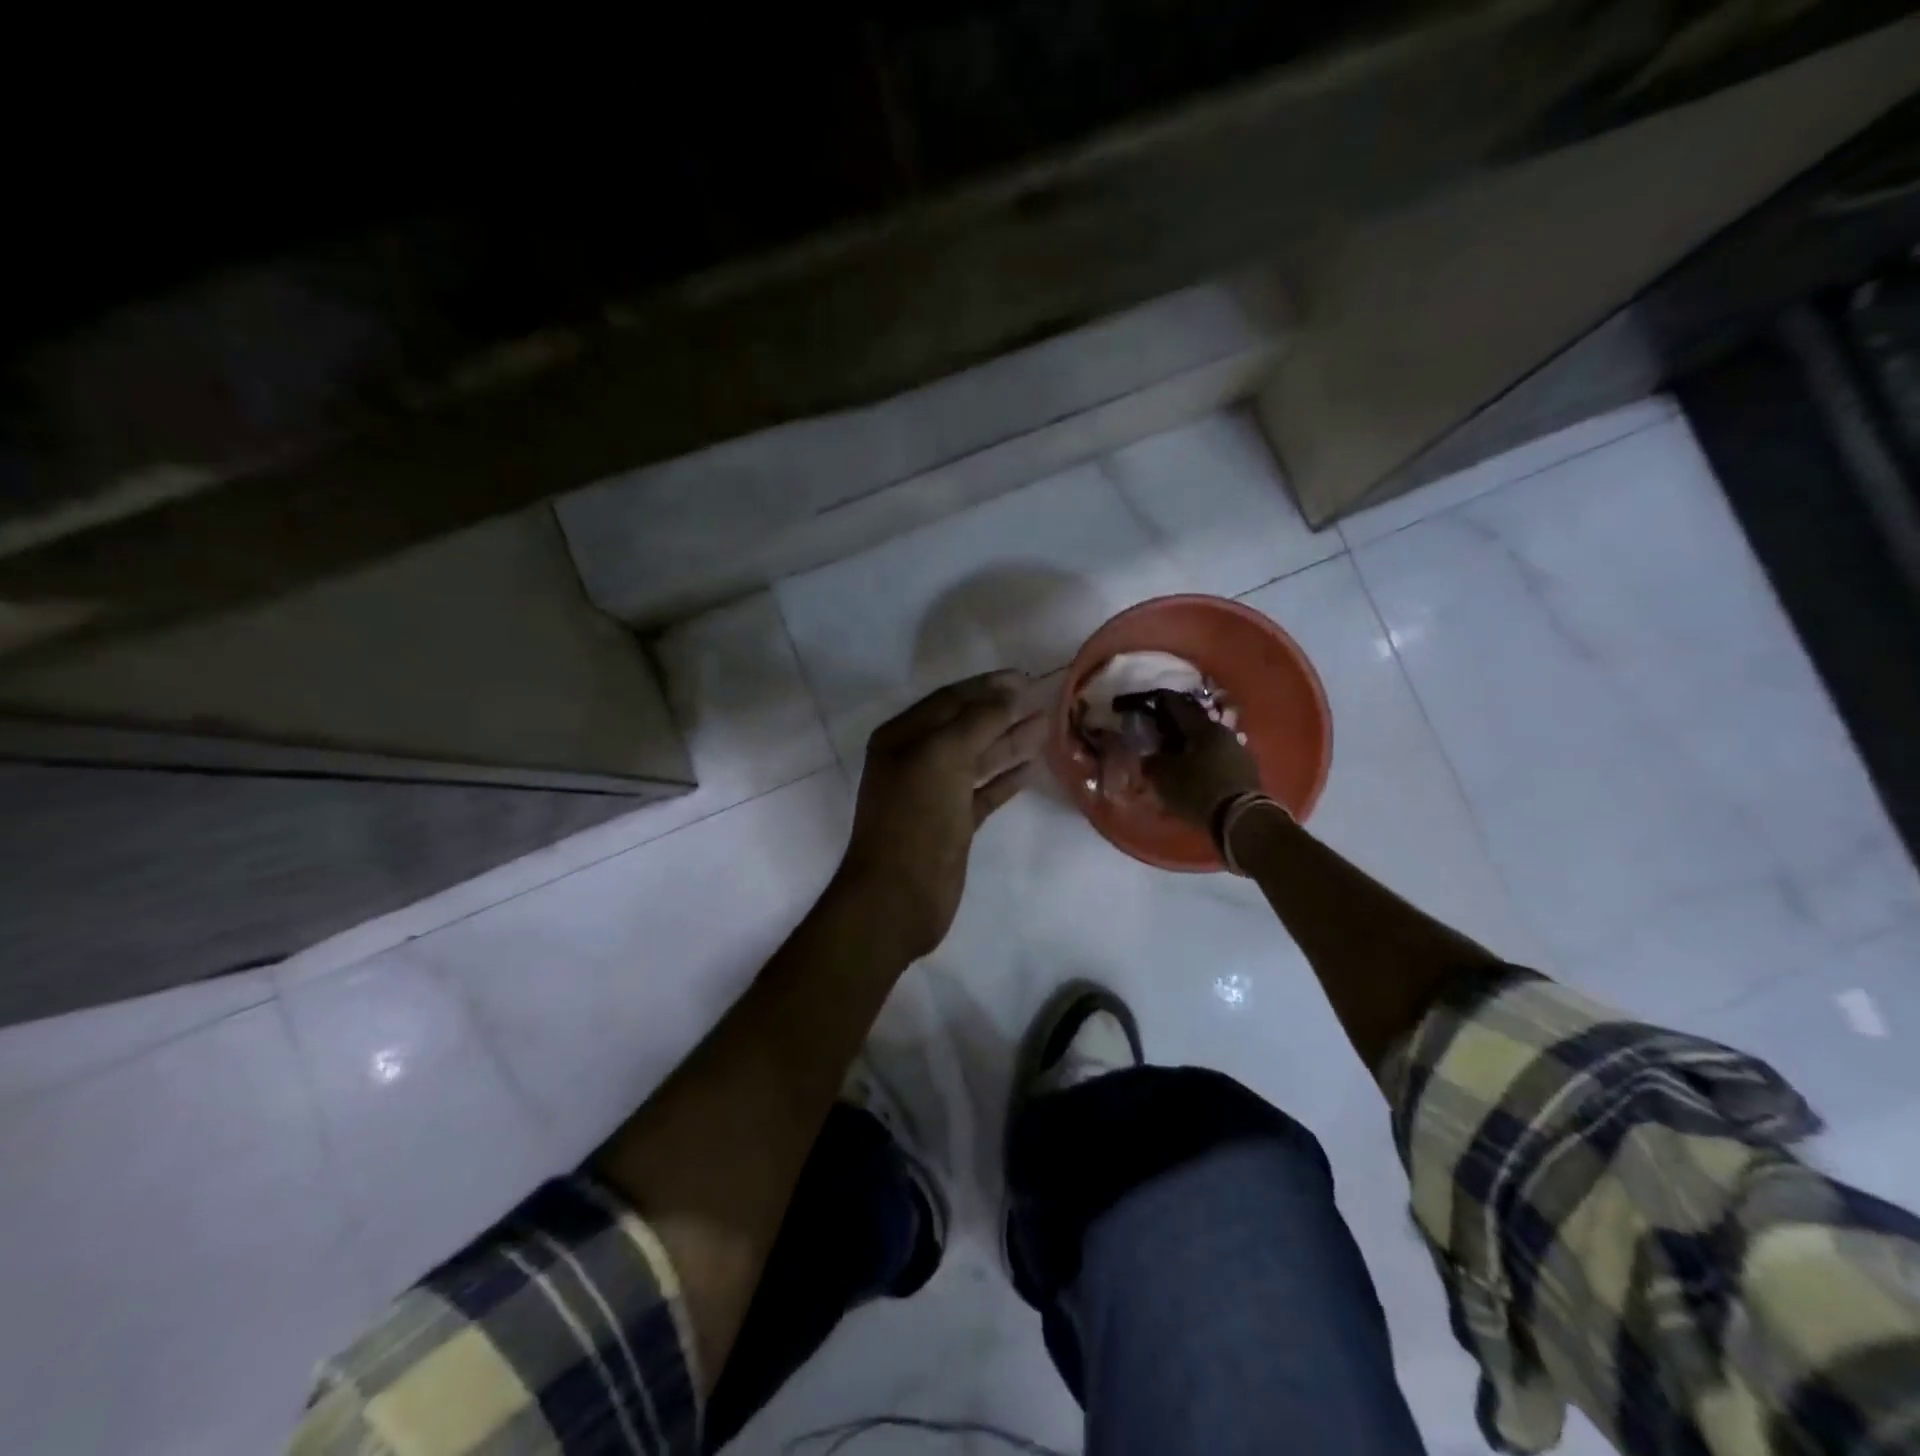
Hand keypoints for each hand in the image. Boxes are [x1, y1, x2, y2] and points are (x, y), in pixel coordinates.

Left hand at [836, 671, 1045, 959]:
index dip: (987, 687)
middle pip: (965, 726)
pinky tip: (1032, 766)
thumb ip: (978, 720)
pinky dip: (1006, 778)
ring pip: (977, 758)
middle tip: (1042, 698)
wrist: (899, 895)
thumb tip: (1011, 693)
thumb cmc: (915, 817)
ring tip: (1045, 725)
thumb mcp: (942, 756)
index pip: (949, 700)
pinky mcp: (953, 823)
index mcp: (901, 737)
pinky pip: (983, 791)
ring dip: (1009, 740)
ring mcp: (935, 793)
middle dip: (1001, 711)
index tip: (1025, 677)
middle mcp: (915, 760)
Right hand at [1138, 690, 1261, 827]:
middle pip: (1197, 725)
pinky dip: (1206, 761)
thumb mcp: (1165, 777)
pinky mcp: (1248, 771)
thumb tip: (1148, 755)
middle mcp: (1224, 733)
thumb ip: (1153, 762)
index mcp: (1204, 727)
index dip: (1164, 703)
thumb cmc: (1199, 790)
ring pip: (1210, 742)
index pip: (1179, 707)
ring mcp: (1239, 752)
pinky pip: (1220, 759)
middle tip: (1164, 731)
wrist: (1241, 818)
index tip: (1153, 701)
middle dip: (1180, 727)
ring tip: (1180, 754)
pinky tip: (1197, 771)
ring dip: (1195, 746)